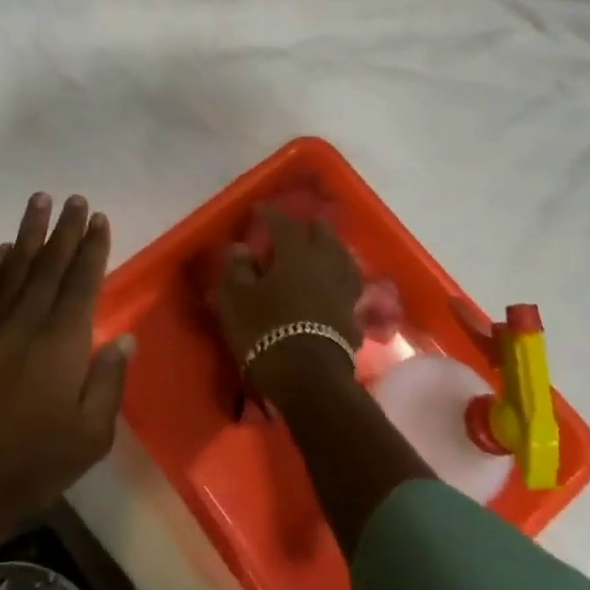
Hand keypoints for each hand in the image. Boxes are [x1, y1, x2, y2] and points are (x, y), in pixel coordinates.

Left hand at [0, 193, 133, 538]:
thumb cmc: (34, 462)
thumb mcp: (91, 436)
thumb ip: (108, 382)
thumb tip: (124, 338)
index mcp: (64, 341)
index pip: (82, 282)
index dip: (92, 248)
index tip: (98, 218)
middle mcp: (29, 322)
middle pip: (50, 264)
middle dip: (65, 229)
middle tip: (74, 198)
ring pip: (17, 268)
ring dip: (30, 233)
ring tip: (39, 200)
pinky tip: (6, 250)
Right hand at [215, 211, 362, 388]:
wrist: (308, 379)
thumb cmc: (265, 331)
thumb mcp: (236, 299)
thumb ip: (237, 270)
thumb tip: (240, 249)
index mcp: (295, 254)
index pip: (283, 225)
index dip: (270, 215)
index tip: (259, 210)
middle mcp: (324, 265)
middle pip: (323, 237)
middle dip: (311, 228)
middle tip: (299, 227)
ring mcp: (343, 291)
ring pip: (342, 260)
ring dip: (332, 251)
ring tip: (324, 251)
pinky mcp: (353, 317)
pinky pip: (348, 289)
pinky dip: (339, 282)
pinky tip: (333, 287)